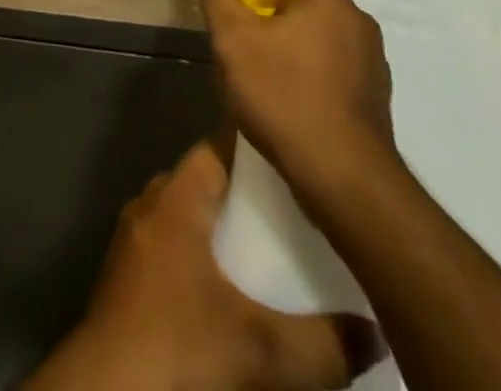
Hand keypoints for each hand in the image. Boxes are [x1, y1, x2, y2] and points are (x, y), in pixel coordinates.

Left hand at [30, 142, 368, 390]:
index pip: (218, 148)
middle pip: (202, 182)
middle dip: (244, 196)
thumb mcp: (262, 353)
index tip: (297, 162)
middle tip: (294, 215)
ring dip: (219, 230)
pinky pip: (169, 249)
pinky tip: (226, 295)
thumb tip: (377, 333)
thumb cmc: (179, 351)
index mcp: (178, 198)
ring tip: (267, 252)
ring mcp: (133, 242)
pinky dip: (198, 260)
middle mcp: (151, 206)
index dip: (256, 152)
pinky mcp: (124, 280)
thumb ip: (325, 344)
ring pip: (184, 217)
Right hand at [202, 0, 397, 200]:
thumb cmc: (284, 96)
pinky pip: (328, 76)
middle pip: (294, 9)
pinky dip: (306, 85)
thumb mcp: (232, 39)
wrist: (344, 181)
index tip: (231, 22)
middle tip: (239, 59)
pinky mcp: (374, 100)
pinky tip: (288, 114)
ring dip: (284, 58)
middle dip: (263, 28)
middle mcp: (357, 20)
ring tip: (260, 93)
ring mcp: (372, 62)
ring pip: (310, 44)